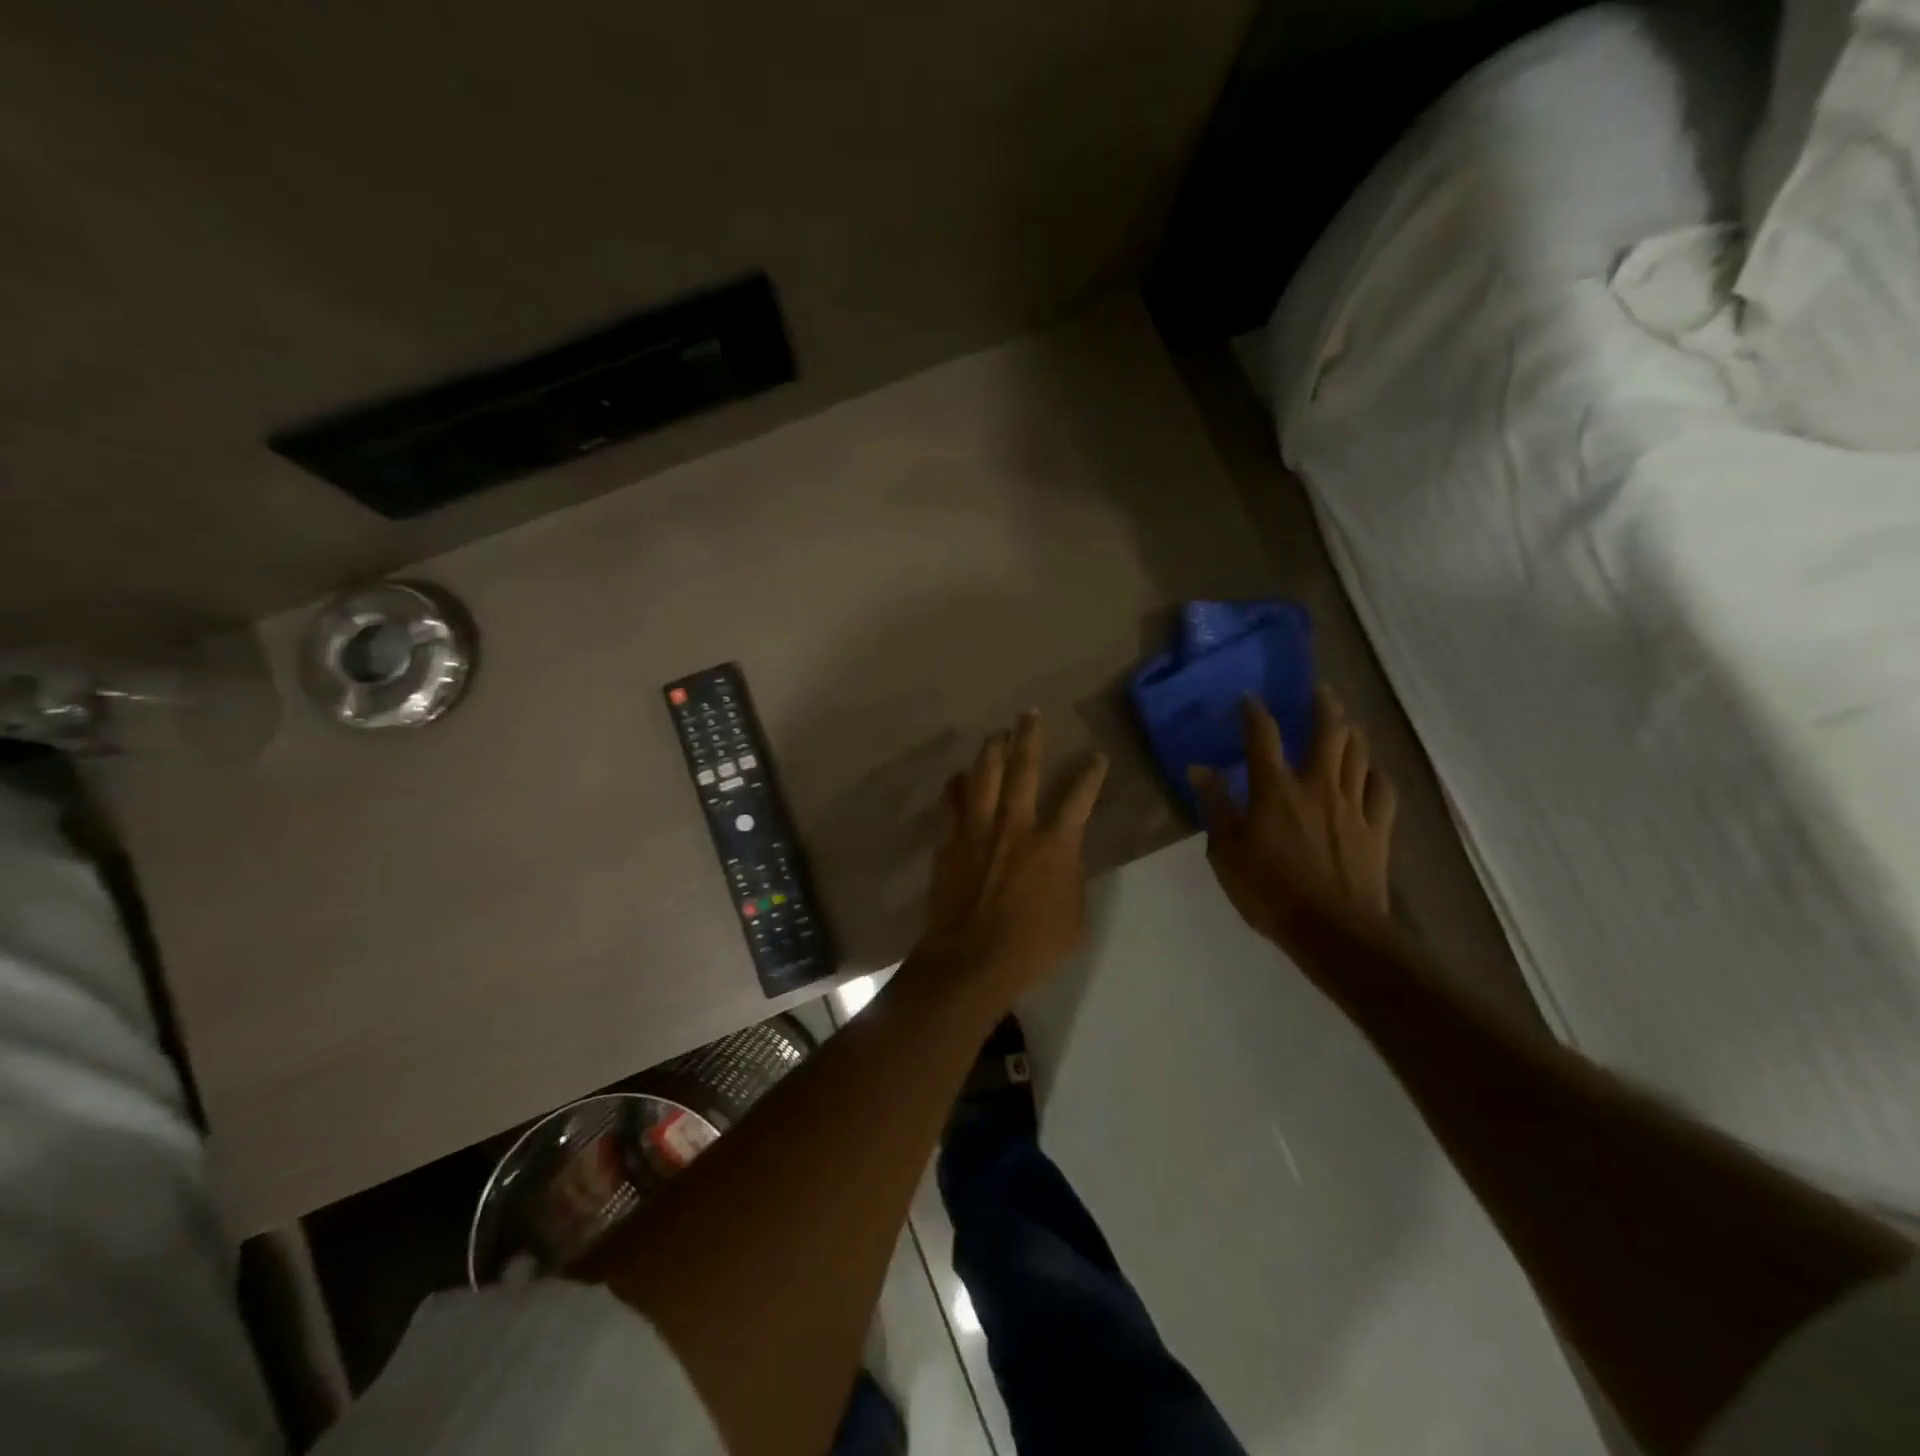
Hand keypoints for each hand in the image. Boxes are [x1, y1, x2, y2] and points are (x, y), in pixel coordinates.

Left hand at [909, 710, 1108, 1014]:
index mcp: (1055, 845)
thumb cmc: (1032, 948)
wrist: (971, 961)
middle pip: (1024, 769)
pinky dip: (957, 787)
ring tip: (996, 735)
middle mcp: (1016, 826)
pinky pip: (953, 803)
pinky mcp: (951, 842)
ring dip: (991, 751)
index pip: (1080, 798)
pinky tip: (958, 778)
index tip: (1097, 756)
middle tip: (1030, 714)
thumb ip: (1070, 879)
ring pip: (984, 776)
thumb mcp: (1074, 919)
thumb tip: (1062, 861)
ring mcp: (979, 830)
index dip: (1091, 774)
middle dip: (1030, 737)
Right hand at [1190, 689, 1396, 947]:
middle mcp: (1317, 787)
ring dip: (1352, 732)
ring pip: (1358, 755)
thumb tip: (1199, 770)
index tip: (1250, 699)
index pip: (1264, 739)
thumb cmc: (1269, 891)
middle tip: (1320, 691)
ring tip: (1348, 720)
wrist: (1333, 930)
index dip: (1256, 714)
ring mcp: (1353, 806)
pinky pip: (1383, 790)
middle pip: (1327, 734)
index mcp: (1275, 791)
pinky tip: (1373, 769)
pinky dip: (1377, 774)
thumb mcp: (1225, 852)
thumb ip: (1215, 807)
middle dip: (1323, 707)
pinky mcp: (1377, 829)